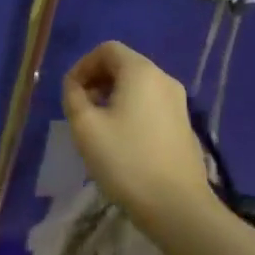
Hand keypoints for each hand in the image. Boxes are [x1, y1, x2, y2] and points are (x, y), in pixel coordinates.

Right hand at [62, 41, 213, 217]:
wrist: (176, 205)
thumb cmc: (126, 160)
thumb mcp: (86, 127)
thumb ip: (73, 96)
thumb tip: (74, 85)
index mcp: (141, 72)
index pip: (107, 49)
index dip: (83, 65)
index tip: (70, 92)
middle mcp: (164, 79)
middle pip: (124, 64)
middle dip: (97, 80)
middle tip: (80, 108)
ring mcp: (178, 102)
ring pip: (138, 86)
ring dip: (112, 96)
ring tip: (97, 126)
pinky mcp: (183, 124)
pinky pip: (151, 104)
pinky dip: (131, 109)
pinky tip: (121, 139)